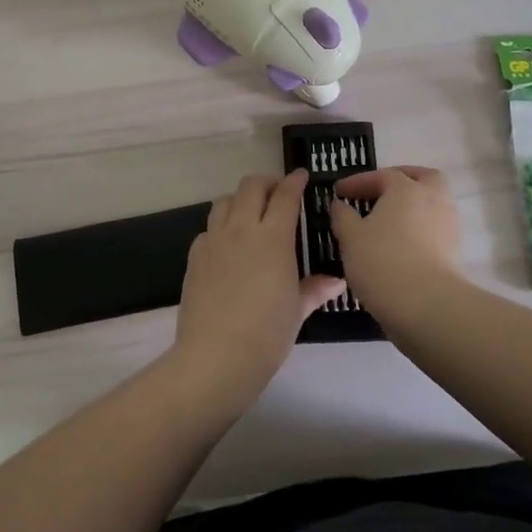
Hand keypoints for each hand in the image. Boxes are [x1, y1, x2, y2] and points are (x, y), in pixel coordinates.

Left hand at [172, 170, 344, 409]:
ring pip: (224, 201)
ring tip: (250, 214)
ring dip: (240, 199)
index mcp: (272, 238)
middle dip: (266, 183)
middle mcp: (241, 229)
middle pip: (250, 187)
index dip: (294, 181)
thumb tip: (336, 281)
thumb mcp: (297, 311)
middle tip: (278, 193)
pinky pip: (208, 228)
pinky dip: (221, 227)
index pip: (285, 196)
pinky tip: (228, 246)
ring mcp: (214, 240)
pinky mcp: (195, 256)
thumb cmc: (266, 334)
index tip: (302, 175)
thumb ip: (314, 289)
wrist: (216, 356)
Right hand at [328, 166, 465, 322]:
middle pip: (423, 178)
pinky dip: (419, 229)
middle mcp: (433, 199)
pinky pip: (435, 228)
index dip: (358, 181)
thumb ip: (343, 217)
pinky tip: (401, 244)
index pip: (381, 175)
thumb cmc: (382, 261)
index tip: (339, 191)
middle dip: (402, 180)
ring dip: (412, 207)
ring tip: (388, 222)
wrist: (426, 305)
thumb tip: (340, 205)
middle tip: (380, 191)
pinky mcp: (455, 251)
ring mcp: (448, 225)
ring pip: (432, 203)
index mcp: (406, 189)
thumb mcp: (350, 237)